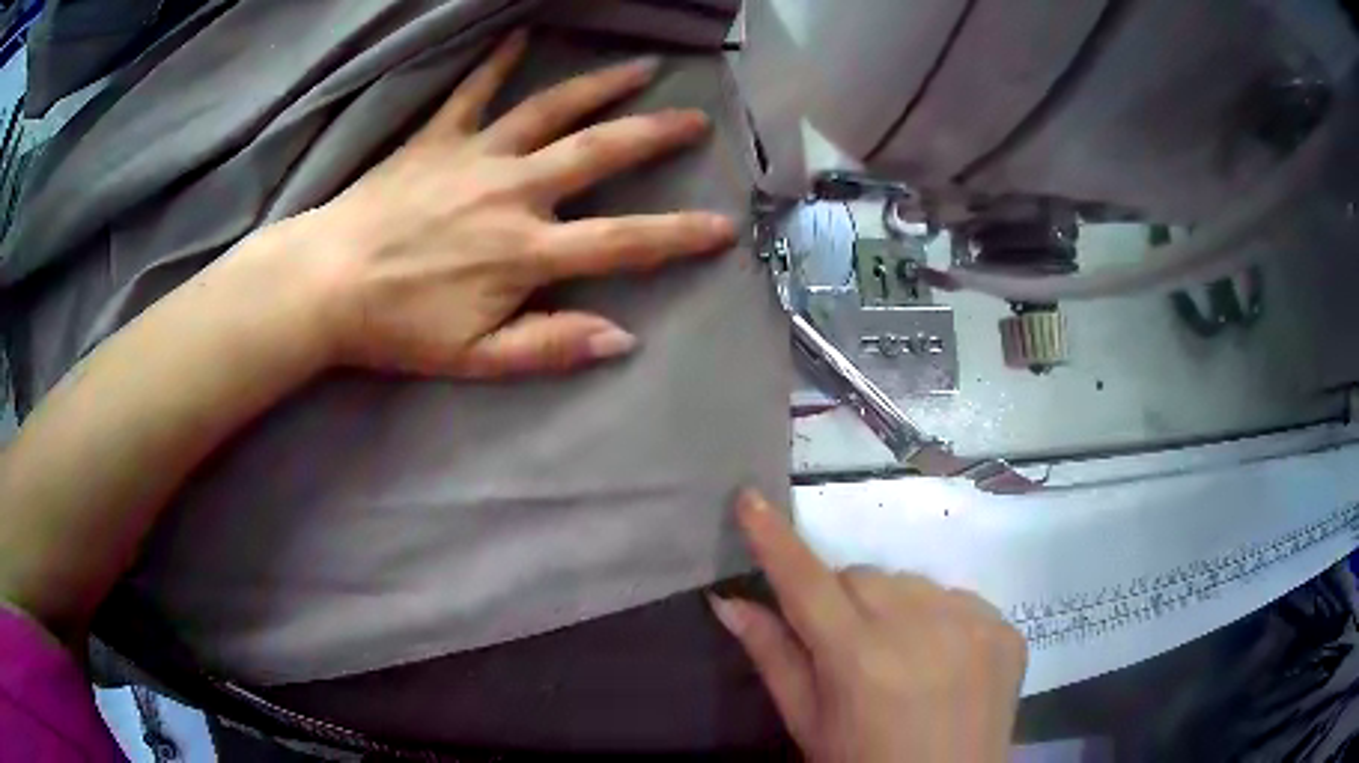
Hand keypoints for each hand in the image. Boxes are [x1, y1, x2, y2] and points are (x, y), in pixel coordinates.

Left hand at [279, 29, 735, 377]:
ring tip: (640, 66)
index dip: (679, 236)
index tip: (724, 226)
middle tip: (695, 117)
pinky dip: (497, 61)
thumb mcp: (477, 357)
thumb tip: (622, 339)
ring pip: (550, 108)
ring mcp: (475, 155)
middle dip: (655, 134)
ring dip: (600, 85)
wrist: (325, 284)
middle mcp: (514, 190)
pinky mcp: (437, 138)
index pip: (623, 241)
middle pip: (599, 152)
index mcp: (527, 251)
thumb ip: (550, 346)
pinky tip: (520, 34)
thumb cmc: (398, 326)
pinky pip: (473, 91)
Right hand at [711, 492, 1026, 762]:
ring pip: (909, 583)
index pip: (806, 582)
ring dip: (892, 607)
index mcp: (859, 658)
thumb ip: (773, 657)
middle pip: (861, 577)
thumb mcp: (808, 723)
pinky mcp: (1004, 627)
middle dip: (842, 600)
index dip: (774, 540)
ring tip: (899, 657)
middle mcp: (920, 627)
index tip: (750, 498)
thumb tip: (729, 601)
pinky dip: (938, 619)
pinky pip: (955, 598)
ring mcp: (971, 623)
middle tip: (845, 647)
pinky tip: (940, 659)